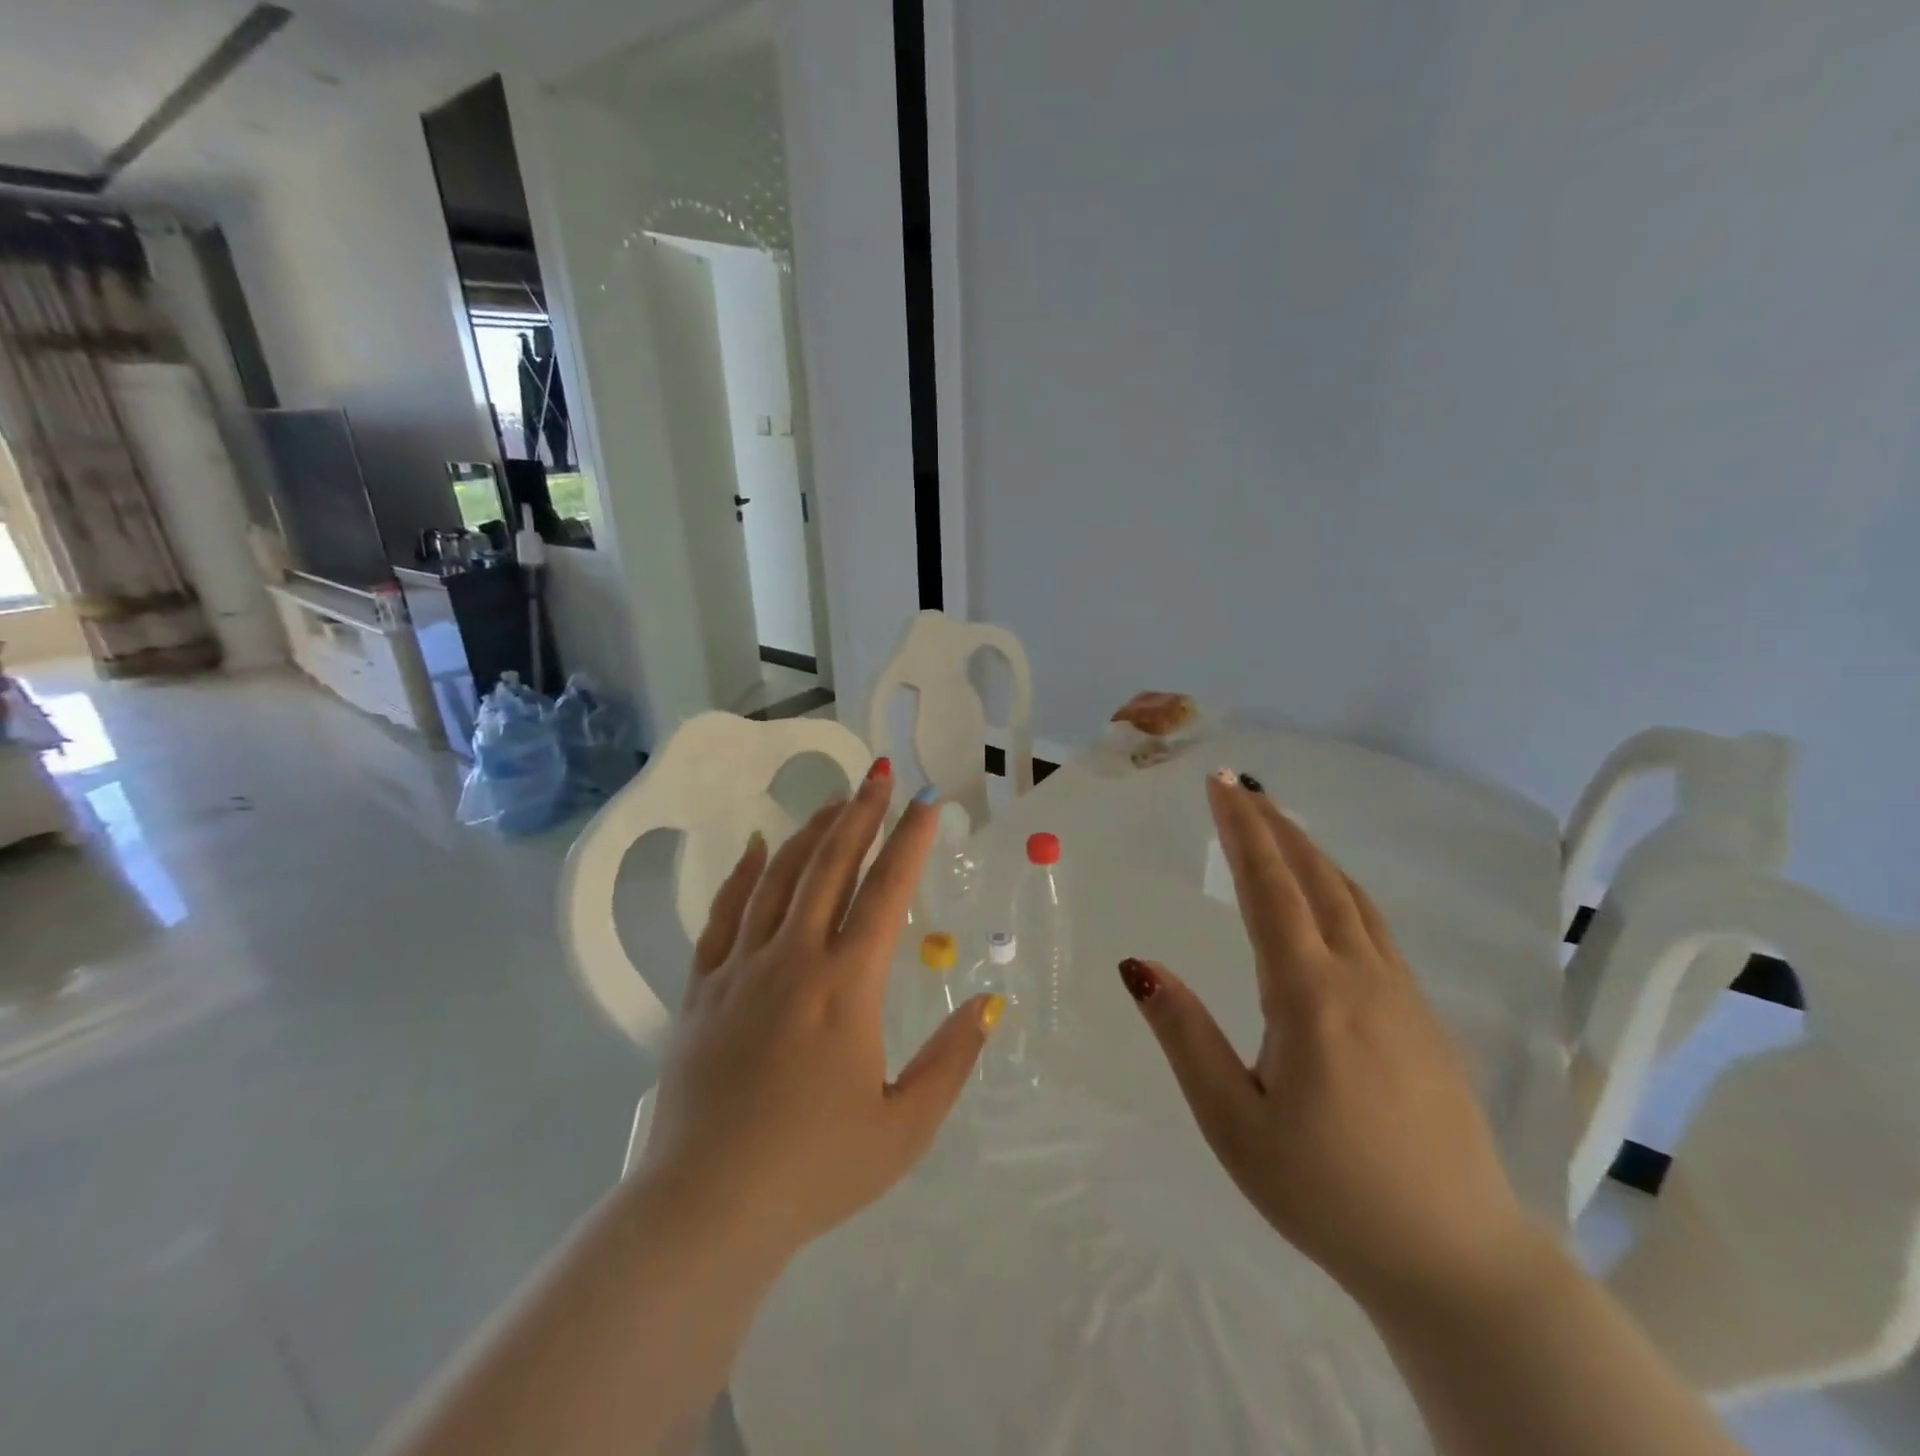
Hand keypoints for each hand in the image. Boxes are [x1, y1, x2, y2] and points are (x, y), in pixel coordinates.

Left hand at [636, 763, 1001, 1265]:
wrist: (706, 1208)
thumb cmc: (815, 1170)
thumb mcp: (904, 1127)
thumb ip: (952, 1059)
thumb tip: (987, 1002)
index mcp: (847, 986)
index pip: (886, 891)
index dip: (910, 841)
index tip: (928, 802)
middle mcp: (794, 958)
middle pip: (831, 865)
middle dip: (861, 814)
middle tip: (880, 774)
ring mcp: (741, 968)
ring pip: (778, 877)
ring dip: (810, 832)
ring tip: (835, 801)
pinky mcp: (702, 988)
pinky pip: (724, 914)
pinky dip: (743, 873)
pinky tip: (756, 846)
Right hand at [1117, 770, 1532, 1312]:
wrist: (1458, 1262)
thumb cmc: (1328, 1194)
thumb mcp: (1234, 1123)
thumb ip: (1185, 1036)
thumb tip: (1138, 965)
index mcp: (1311, 996)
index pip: (1270, 889)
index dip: (1242, 830)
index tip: (1219, 783)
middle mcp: (1362, 978)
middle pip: (1316, 878)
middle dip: (1273, 825)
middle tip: (1238, 786)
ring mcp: (1402, 996)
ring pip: (1352, 898)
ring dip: (1309, 851)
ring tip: (1276, 824)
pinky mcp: (1423, 1018)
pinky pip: (1374, 927)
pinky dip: (1339, 888)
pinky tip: (1328, 896)